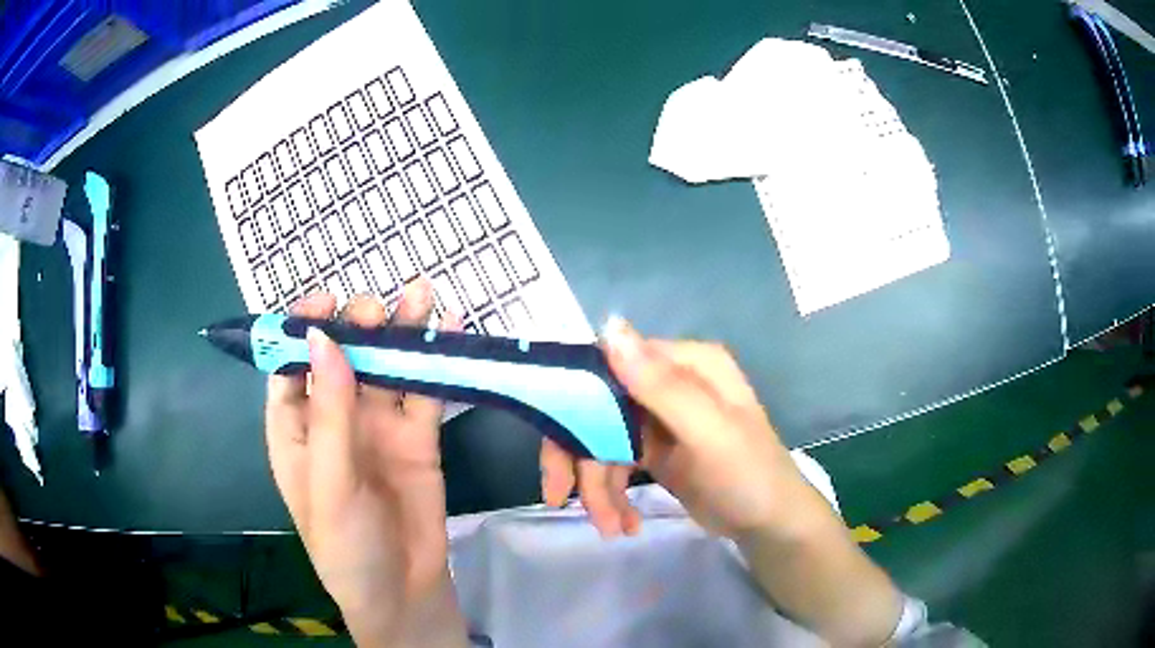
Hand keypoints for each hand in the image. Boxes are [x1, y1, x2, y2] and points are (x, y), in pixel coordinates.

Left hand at [264, 280, 468, 647]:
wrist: (405, 591)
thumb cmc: (347, 546)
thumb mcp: (330, 483)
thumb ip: (329, 413)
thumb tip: (324, 340)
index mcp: (296, 430)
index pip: (290, 367)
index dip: (302, 330)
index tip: (323, 302)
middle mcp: (334, 419)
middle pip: (342, 358)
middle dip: (357, 326)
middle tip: (377, 308)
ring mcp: (378, 426)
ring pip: (386, 367)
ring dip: (400, 331)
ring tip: (419, 294)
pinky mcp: (418, 437)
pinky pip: (425, 392)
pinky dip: (436, 361)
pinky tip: (449, 329)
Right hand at [541, 317, 818, 539]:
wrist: (770, 525)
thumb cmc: (748, 475)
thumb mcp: (709, 432)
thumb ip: (662, 385)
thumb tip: (609, 328)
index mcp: (686, 364)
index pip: (611, 365)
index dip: (575, 401)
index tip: (554, 445)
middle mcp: (668, 383)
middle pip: (599, 408)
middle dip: (581, 457)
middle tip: (561, 497)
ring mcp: (660, 418)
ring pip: (602, 441)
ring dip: (598, 487)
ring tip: (609, 528)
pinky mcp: (655, 450)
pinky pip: (616, 464)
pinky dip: (612, 494)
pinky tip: (622, 524)